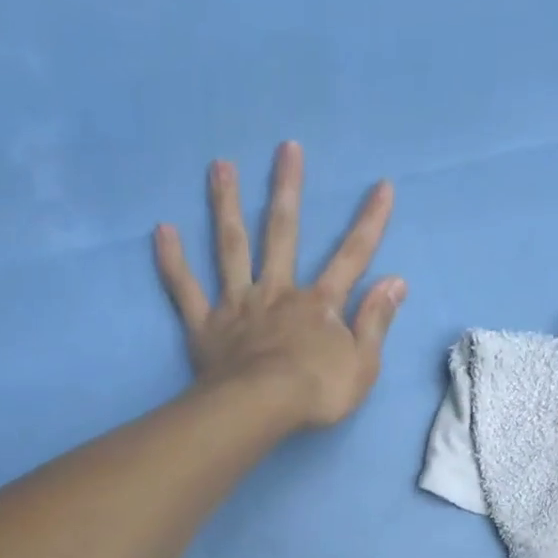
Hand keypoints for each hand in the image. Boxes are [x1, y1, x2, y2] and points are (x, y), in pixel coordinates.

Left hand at [154, 142, 404, 430]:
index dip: (370, 223)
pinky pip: (186, 289)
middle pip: (283, 234)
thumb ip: (377, 321)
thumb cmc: (317, 392)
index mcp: (318, 305)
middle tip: (286, 148)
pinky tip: (162, 230)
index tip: (382, 186)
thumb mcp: (363, 365)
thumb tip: (396, 281)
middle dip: (288, 190)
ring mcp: (237, 305)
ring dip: (226, 205)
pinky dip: (173, 261)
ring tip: (219, 165)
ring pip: (231, 248)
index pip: (351, 257)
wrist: (262, 409)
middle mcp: (277, 292)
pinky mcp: (206, 325)